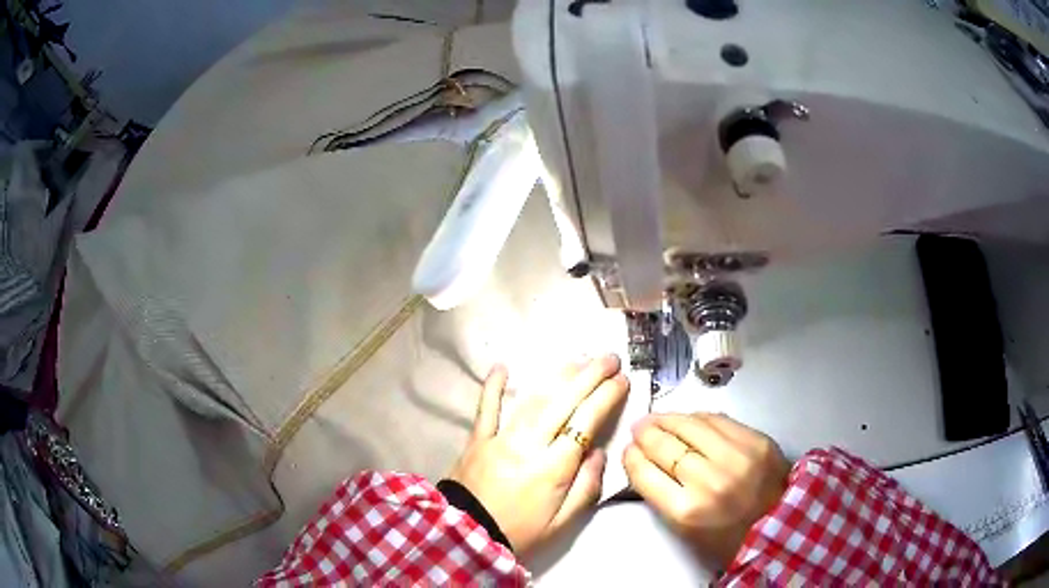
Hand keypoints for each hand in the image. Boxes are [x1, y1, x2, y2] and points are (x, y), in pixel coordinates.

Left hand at [448, 355, 628, 554]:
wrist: (467, 537)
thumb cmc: (520, 533)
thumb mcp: (562, 523)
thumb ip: (586, 486)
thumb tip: (599, 453)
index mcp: (552, 469)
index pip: (585, 423)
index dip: (606, 398)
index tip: (622, 380)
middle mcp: (527, 446)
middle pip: (563, 403)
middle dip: (590, 377)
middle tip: (610, 358)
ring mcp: (499, 440)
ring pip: (532, 401)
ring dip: (558, 378)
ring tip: (579, 361)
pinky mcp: (476, 440)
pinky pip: (485, 408)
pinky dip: (493, 387)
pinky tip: (501, 366)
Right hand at [623, 413, 789, 569]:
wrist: (780, 527)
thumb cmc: (726, 537)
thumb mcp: (685, 530)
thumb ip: (663, 496)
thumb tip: (645, 462)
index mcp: (686, 511)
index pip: (645, 473)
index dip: (632, 457)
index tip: (628, 451)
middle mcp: (709, 480)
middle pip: (665, 446)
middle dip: (646, 434)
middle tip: (639, 429)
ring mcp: (736, 457)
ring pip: (691, 425)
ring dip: (668, 419)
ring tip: (659, 418)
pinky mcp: (756, 441)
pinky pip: (719, 419)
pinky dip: (698, 417)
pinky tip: (689, 419)